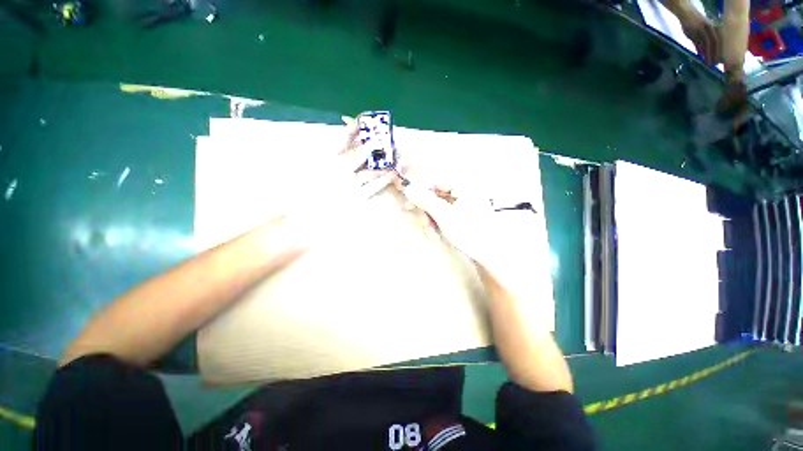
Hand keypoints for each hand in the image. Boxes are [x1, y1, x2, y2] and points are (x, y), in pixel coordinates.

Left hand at [283, 117, 392, 245]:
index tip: (363, 122)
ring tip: (393, 155)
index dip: (352, 132)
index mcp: (329, 162)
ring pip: (368, 171)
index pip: (342, 143)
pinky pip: (371, 188)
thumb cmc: (309, 198)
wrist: (308, 223)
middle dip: (371, 146)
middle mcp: (342, 172)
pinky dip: (380, 181)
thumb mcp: (321, 173)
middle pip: (358, 155)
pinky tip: (390, 174)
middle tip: (384, 137)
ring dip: (380, 164)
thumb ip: (342, 158)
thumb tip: (362, 147)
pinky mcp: (357, 198)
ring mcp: (351, 185)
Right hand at [394, 177, 547, 295]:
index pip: (437, 182)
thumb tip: (408, 187)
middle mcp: (465, 193)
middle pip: (437, 196)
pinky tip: (436, 236)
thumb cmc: (469, 231)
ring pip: (440, 208)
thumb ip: (425, 200)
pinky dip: (438, 225)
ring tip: (431, 233)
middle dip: (427, 211)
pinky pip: (445, 216)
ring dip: (431, 220)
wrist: (489, 256)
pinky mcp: (463, 218)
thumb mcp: (444, 215)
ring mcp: (465, 207)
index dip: (423, 192)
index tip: (410, 203)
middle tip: (421, 222)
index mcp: (465, 187)